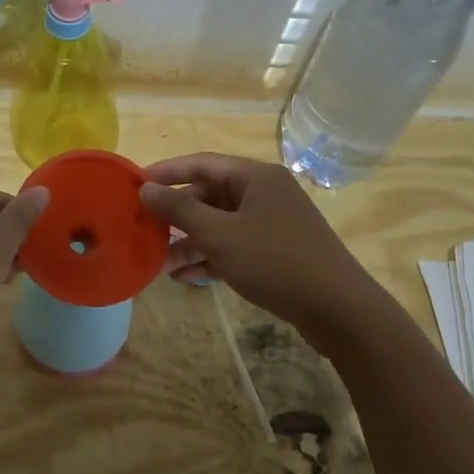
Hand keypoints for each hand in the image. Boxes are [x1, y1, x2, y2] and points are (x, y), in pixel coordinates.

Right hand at [138, 154, 383, 346]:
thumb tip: (146, 188)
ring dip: (190, 242)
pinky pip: (234, 246)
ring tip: (159, 263)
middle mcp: (265, 193)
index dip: (167, 172)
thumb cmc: (275, 261)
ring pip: (220, 225)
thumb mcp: (220, 234)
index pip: (202, 163)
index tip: (135, 184)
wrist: (338, 309)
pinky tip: (185, 278)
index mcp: (256, 177)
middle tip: (144, 229)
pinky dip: (210, 258)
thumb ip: (180, 209)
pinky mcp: (276, 252)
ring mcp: (272, 224)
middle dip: (177, 215)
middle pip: (210, 195)